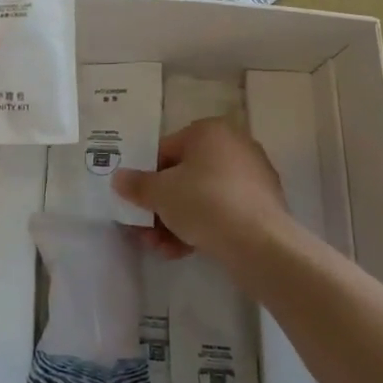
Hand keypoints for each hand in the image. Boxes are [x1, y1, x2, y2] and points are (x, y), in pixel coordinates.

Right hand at [112, 117, 292, 267]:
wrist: (260, 244)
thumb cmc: (204, 203)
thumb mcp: (159, 193)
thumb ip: (136, 184)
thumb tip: (119, 178)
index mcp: (210, 131)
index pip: (166, 150)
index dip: (146, 178)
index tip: (136, 203)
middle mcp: (234, 146)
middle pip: (184, 176)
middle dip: (160, 206)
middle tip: (144, 230)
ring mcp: (252, 177)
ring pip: (202, 197)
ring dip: (176, 221)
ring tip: (160, 248)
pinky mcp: (263, 206)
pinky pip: (222, 212)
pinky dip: (201, 227)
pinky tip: (182, 251)